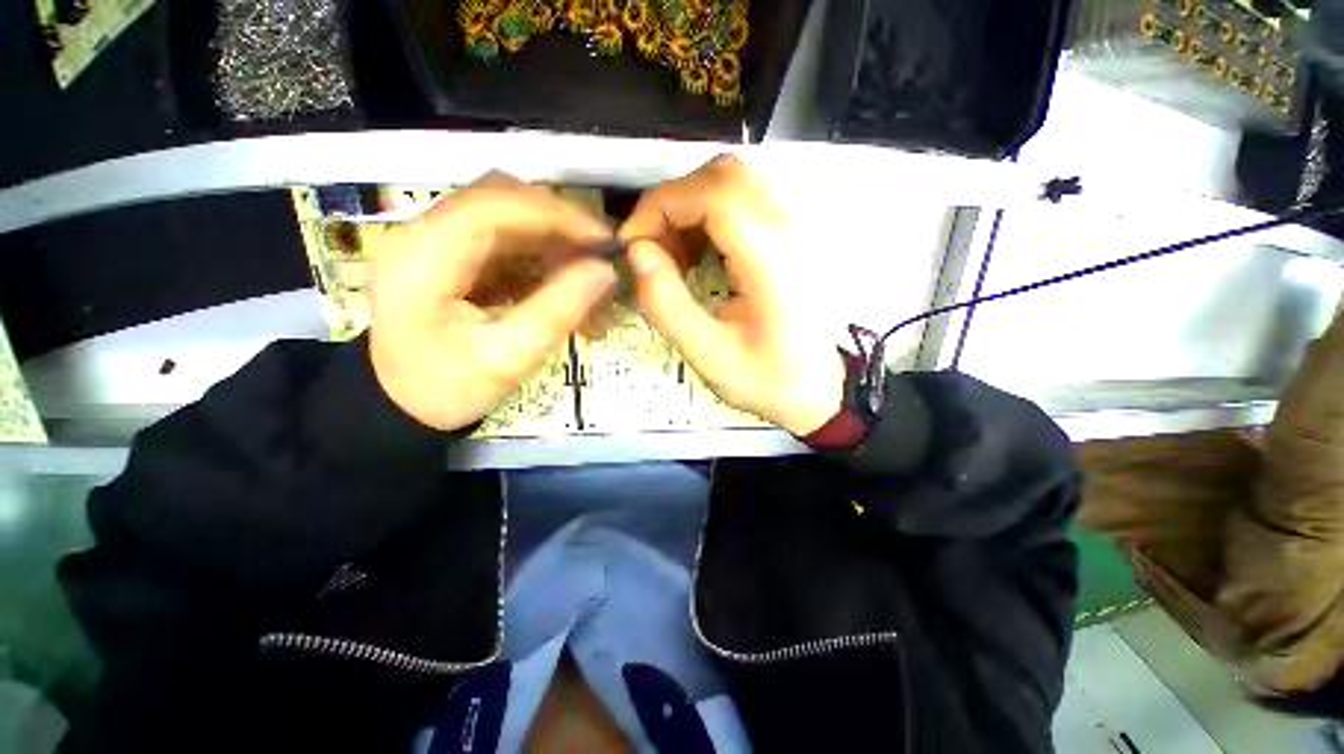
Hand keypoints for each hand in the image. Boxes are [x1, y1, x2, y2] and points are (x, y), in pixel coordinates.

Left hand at [368, 173, 615, 431]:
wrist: (400, 403)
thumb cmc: (446, 387)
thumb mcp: (507, 359)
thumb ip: (558, 311)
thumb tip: (604, 270)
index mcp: (423, 257)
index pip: (492, 205)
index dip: (553, 215)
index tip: (601, 240)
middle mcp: (423, 233)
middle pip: (500, 199)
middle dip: (558, 224)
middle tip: (599, 254)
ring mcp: (435, 240)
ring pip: (506, 216)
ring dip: (552, 239)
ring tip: (587, 272)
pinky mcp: (451, 254)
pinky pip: (504, 239)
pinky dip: (539, 255)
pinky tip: (561, 281)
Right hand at [621, 156, 844, 436]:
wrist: (820, 388)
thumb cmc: (768, 378)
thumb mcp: (710, 355)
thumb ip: (667, 305)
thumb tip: (637, 253)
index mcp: (773, 260)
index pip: (714, 194)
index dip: (662, 205)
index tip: (634, 242)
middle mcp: (793, 228)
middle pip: (724, 175)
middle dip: (674, 203)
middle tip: (652, 248)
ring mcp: (800, 226)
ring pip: (735, 182)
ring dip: (692, 208)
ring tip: (674, 256)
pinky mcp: (796, 233)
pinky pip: (747, 200)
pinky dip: (711, 216)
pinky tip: (700, 254)